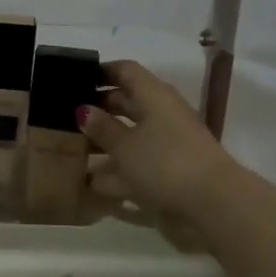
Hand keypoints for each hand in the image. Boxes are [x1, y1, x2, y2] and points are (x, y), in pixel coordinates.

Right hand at [81, 60, 238, 225]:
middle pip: (126, 103)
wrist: (212, 204)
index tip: (73, 78)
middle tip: (63, 115)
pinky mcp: (167, 172)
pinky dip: (113, 171)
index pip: (126, 71)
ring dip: (102, 142)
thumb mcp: (125, 145)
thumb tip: (83, 110)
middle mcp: (161, 115)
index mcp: (154, 96)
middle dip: (96, 108)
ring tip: (69, 148)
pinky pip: (134, 165)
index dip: (101, 71)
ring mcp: (166, 145)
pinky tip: (88, 182)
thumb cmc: (164, 163)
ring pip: (129, 136)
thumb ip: (102, 127)